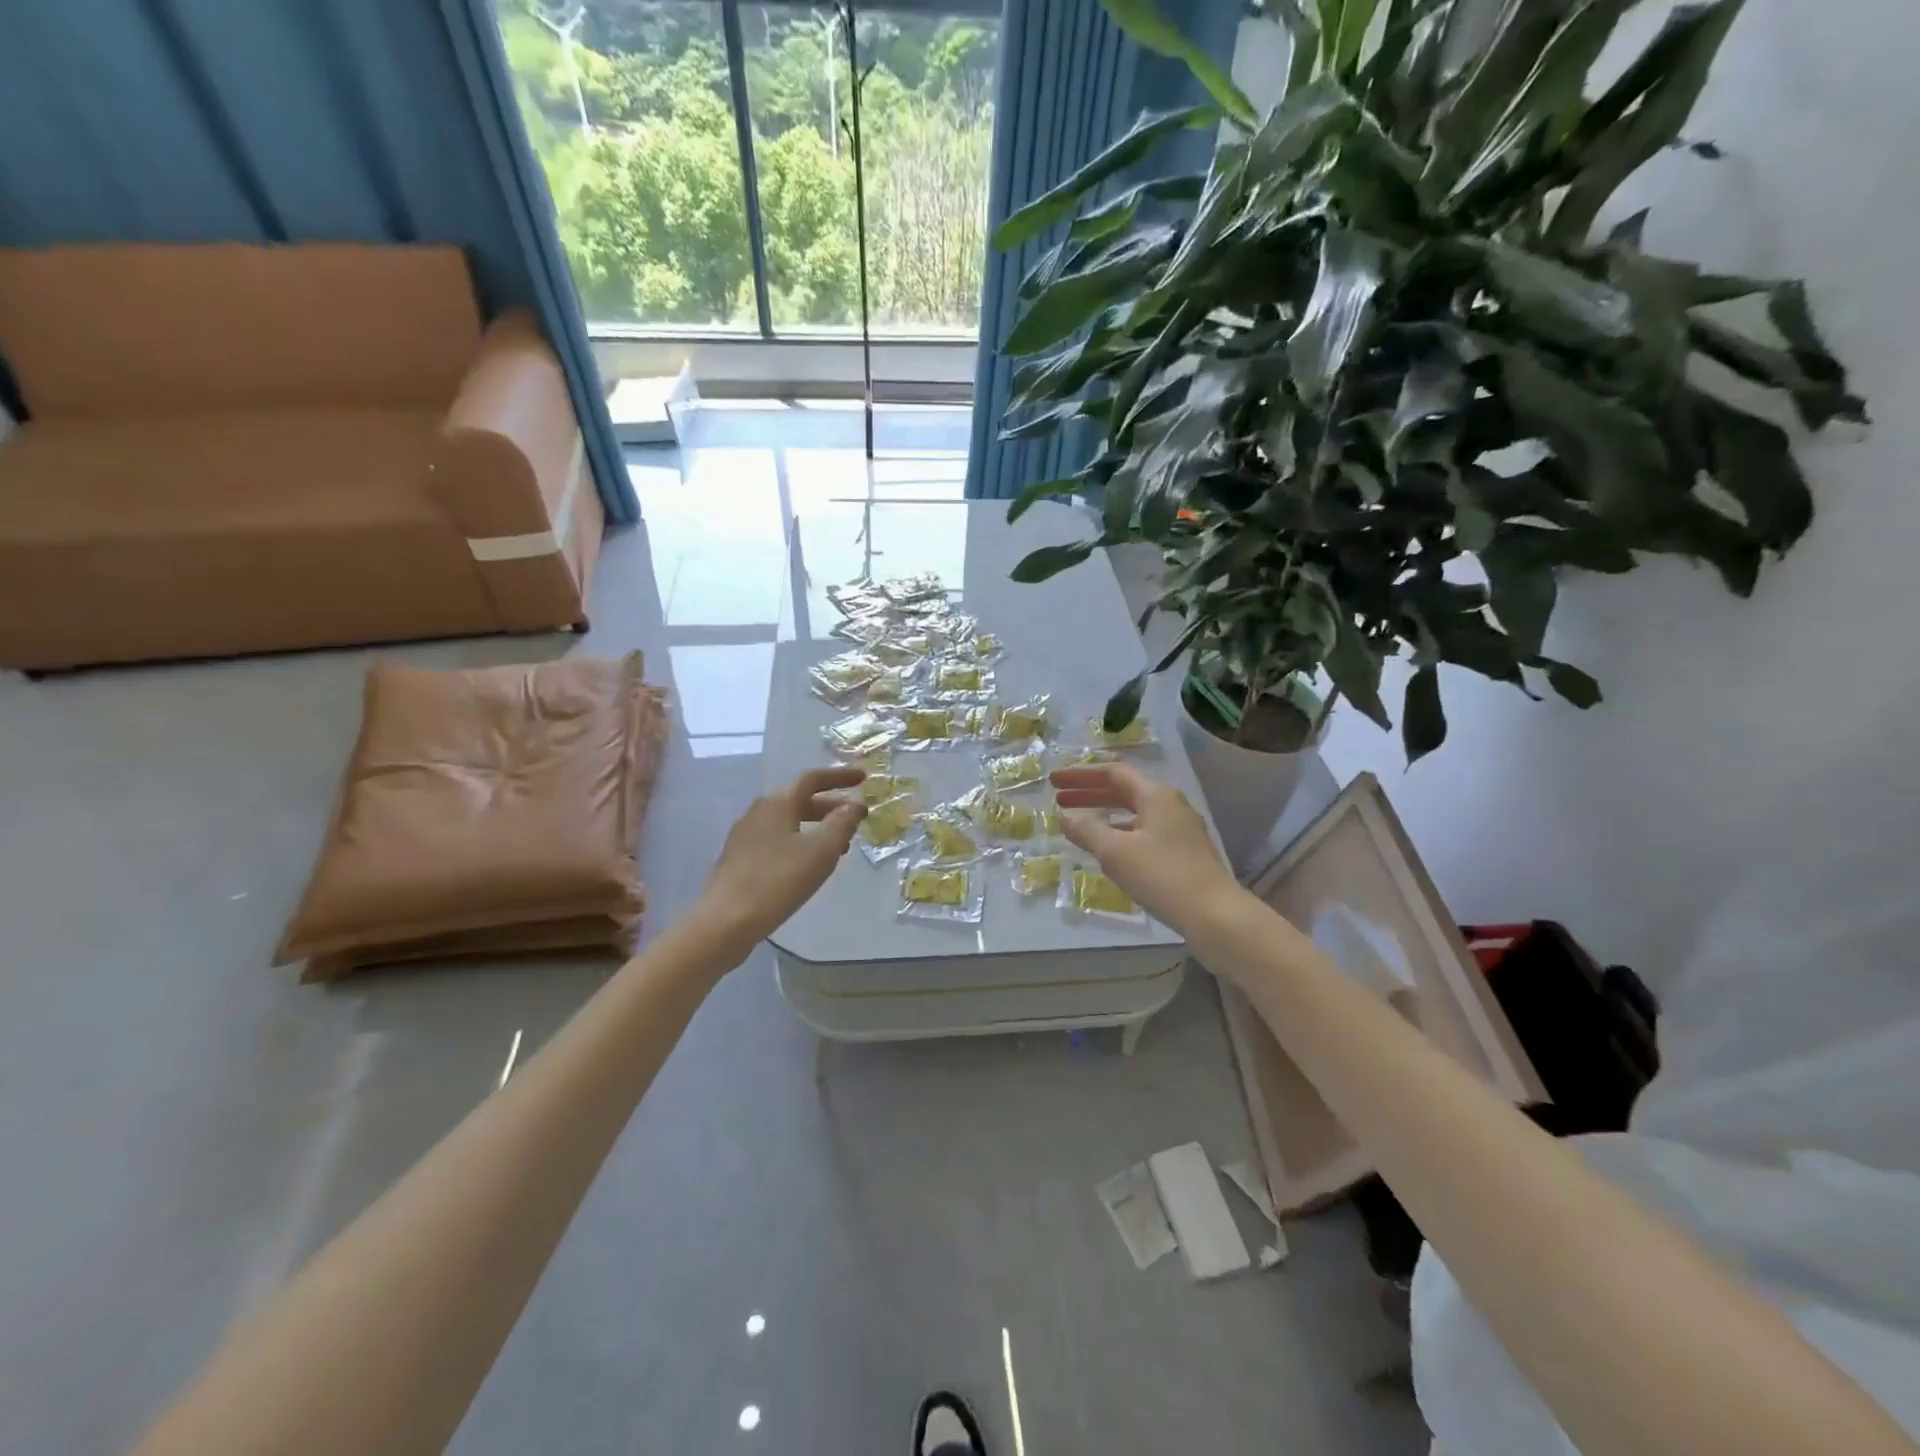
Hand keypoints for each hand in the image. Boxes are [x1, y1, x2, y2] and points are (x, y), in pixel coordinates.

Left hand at [695, 768, 867, 951]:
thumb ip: (842, 824)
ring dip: (816, 826)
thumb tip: (856, 804)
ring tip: (839, 845)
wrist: (726, 921)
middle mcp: (758, 812)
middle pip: (799, 799)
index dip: (839, 777)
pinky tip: (809, 864)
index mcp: (777, 803)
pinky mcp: (739, 858)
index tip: (862, 778)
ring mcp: (745, 835)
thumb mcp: (821, 851)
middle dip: (830, 806)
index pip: (812, 779)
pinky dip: (799, 842)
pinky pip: (777, 839)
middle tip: (855, 818)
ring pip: (788, 821)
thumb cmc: (778, 880)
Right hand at [1050, 763, 1238, 933]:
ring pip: (1134, 813)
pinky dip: (1120, 834)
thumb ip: (1086, 830)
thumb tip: (1064, 816)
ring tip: (1078, 825)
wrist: (1215, 916)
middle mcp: (1170, 805)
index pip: (1113, 773)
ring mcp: (1180, 830)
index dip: (1080, 775)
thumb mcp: (1115, 852)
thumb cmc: (1162, 876)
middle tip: (1059, 799)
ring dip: (1104, 814)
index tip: (1054, 781)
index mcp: (1156, 795)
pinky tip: (1107, 852)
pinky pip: (1143, 833)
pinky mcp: (1183, 853)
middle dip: (1090, 793)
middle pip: (1124, 790)